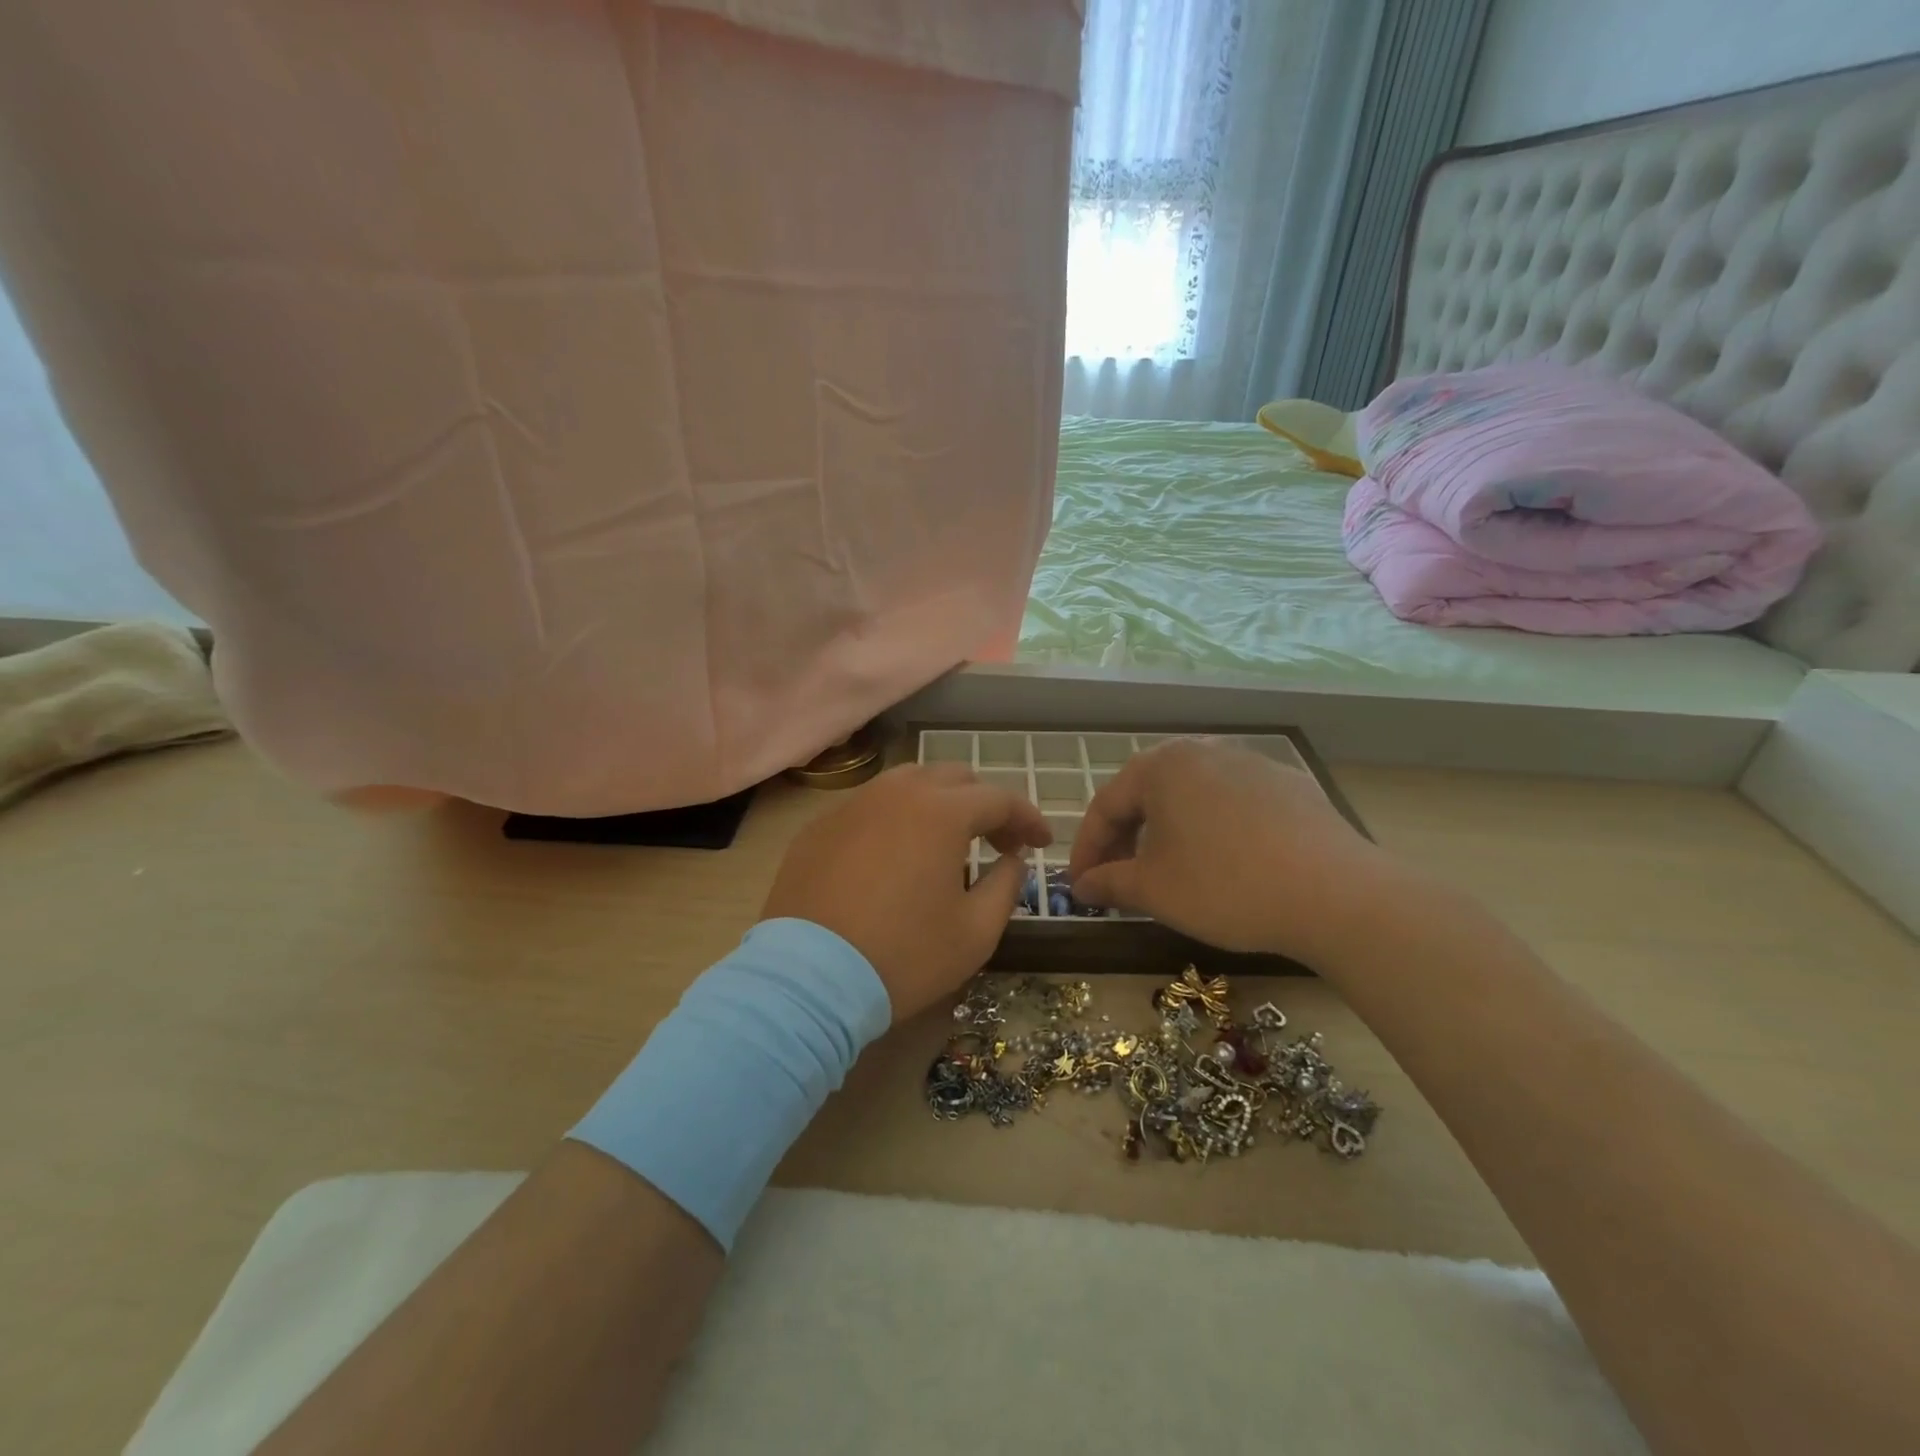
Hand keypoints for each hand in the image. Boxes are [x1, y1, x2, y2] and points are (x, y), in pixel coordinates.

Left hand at [761, 764, 1051, 1019]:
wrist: (808, 980)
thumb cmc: (903, 957)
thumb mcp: (976, 932)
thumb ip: (1006, 885)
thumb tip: (1011, 859)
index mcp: (942, 812)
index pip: (999, 799)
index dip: (1027, 818)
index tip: (1042, 841)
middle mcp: (897, 793)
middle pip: (954, 779)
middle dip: (985, 804)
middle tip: (998, 842)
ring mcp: (852, 805)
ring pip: (908, 784)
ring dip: (939, 803)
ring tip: (947, 842)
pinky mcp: (819, 827)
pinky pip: (870, 807)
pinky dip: (896, 819)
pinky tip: (895, 856)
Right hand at [1067, 737, 1390, 962]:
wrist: (1337, 895)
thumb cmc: (1226, 886)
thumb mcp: (1154, 890)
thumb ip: (1109, 883)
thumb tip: (1081, 886)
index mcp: (1162, 766)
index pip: (1105, 805)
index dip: (1086, 849)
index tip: (1079, 886)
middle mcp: (1203, 751)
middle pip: (1147, 795)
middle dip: (1126, 839)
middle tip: (1117, 878)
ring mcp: (1251, 763)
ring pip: (1190, 797)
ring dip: (1167, 832)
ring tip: (1167, 870)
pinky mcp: (1289, 785)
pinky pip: (1231, 804)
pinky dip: (1211, 830)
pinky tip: (1224, 863)